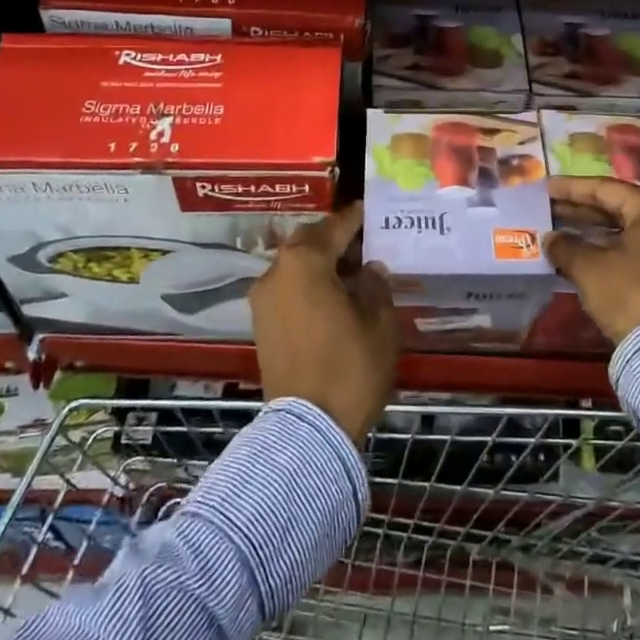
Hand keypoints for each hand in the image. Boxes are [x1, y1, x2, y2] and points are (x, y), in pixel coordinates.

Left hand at [249, 204, 398, 445]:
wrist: (308, 429)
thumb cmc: (350, 366)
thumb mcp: (379, 322)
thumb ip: (375, 285)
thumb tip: (369, 269)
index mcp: (304, 262)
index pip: (334, 227)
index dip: (356, 218)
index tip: (371, 211)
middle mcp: (276, 272)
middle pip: (308, 242)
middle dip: (335, 239)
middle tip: (365, 243)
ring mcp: (262, 300)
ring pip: (295, 266)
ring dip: (321, 264)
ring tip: (353, 273)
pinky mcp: (261, 324)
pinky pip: (288, 289)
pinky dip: (308, 285)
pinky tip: (334, 298)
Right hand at [544, 176, 639, 345]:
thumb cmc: (630, 293)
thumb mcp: (590, 268)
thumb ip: (566, 246)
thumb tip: (551, 238)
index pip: (605, 189)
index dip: (571, 188)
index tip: (546, 188)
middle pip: (619, 208)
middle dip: (582, 210)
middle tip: (550, 208)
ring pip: (628, 231)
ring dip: (595, 232)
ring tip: (562, 231)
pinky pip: (638, 251)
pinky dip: (611, 250)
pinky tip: (586, 255)